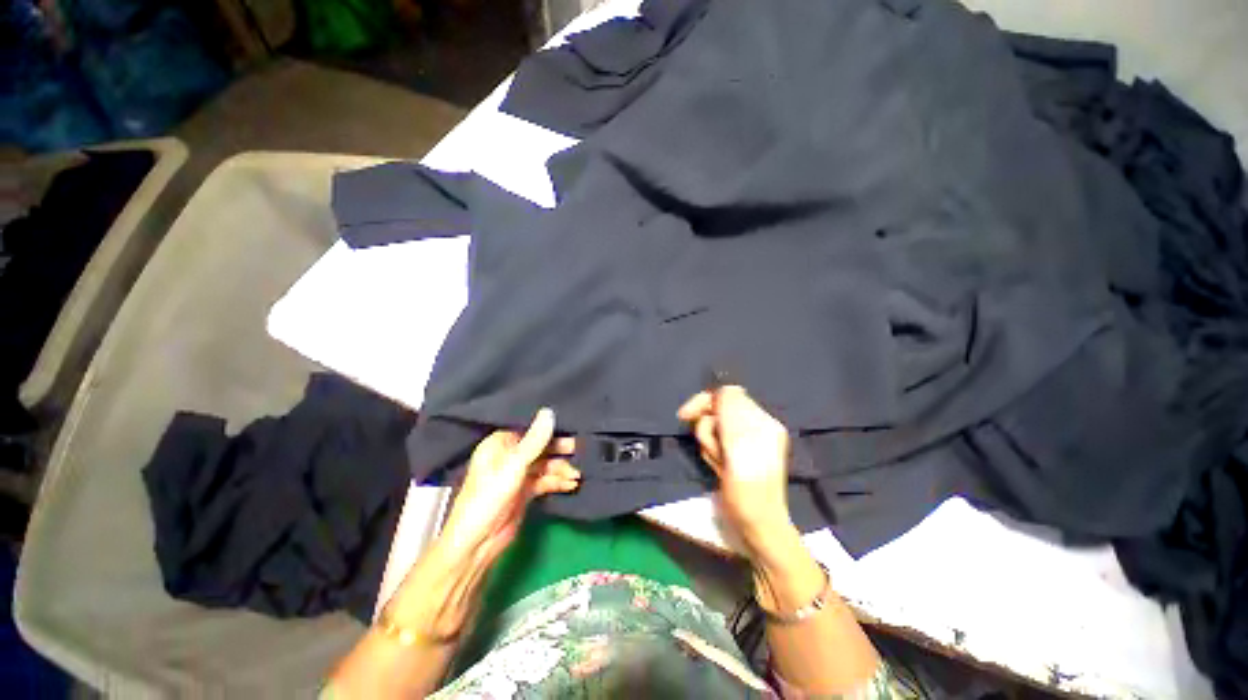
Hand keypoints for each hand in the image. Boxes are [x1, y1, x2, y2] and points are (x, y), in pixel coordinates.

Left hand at [438, 408, 579, 565]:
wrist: (478, 543)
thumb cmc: (490, 497)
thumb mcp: (514, 465)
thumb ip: (535, 440)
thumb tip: (549, 411)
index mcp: (499, 444)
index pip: (528, 429)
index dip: (548, 428)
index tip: (571, 425)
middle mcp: (508, 456)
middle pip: (539, 447)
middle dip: (559, 450)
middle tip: (580, 449)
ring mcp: (517, 475)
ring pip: (545, 465)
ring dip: (561, 468)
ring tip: (578, 473)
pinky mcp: (525, 491)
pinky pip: (545, 480)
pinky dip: (558, 481)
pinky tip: (572, 484)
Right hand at [677, 385, 797, 562]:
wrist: (756, 525)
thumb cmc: (749, 487)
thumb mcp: (740, 443)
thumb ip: (731, 410)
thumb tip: (723, 389)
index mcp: (762, 420)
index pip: (728, 394)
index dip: (705, 401)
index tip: (685, 415)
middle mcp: (756, 426)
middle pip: (717, 412)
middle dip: (708, 430)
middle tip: (714, 451)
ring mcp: (746, 442)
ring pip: (713, 429)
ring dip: (710, 444)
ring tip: (719, 464)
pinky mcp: (736, 456)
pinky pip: (716, 444)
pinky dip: (712, 453)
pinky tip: (719, 468)